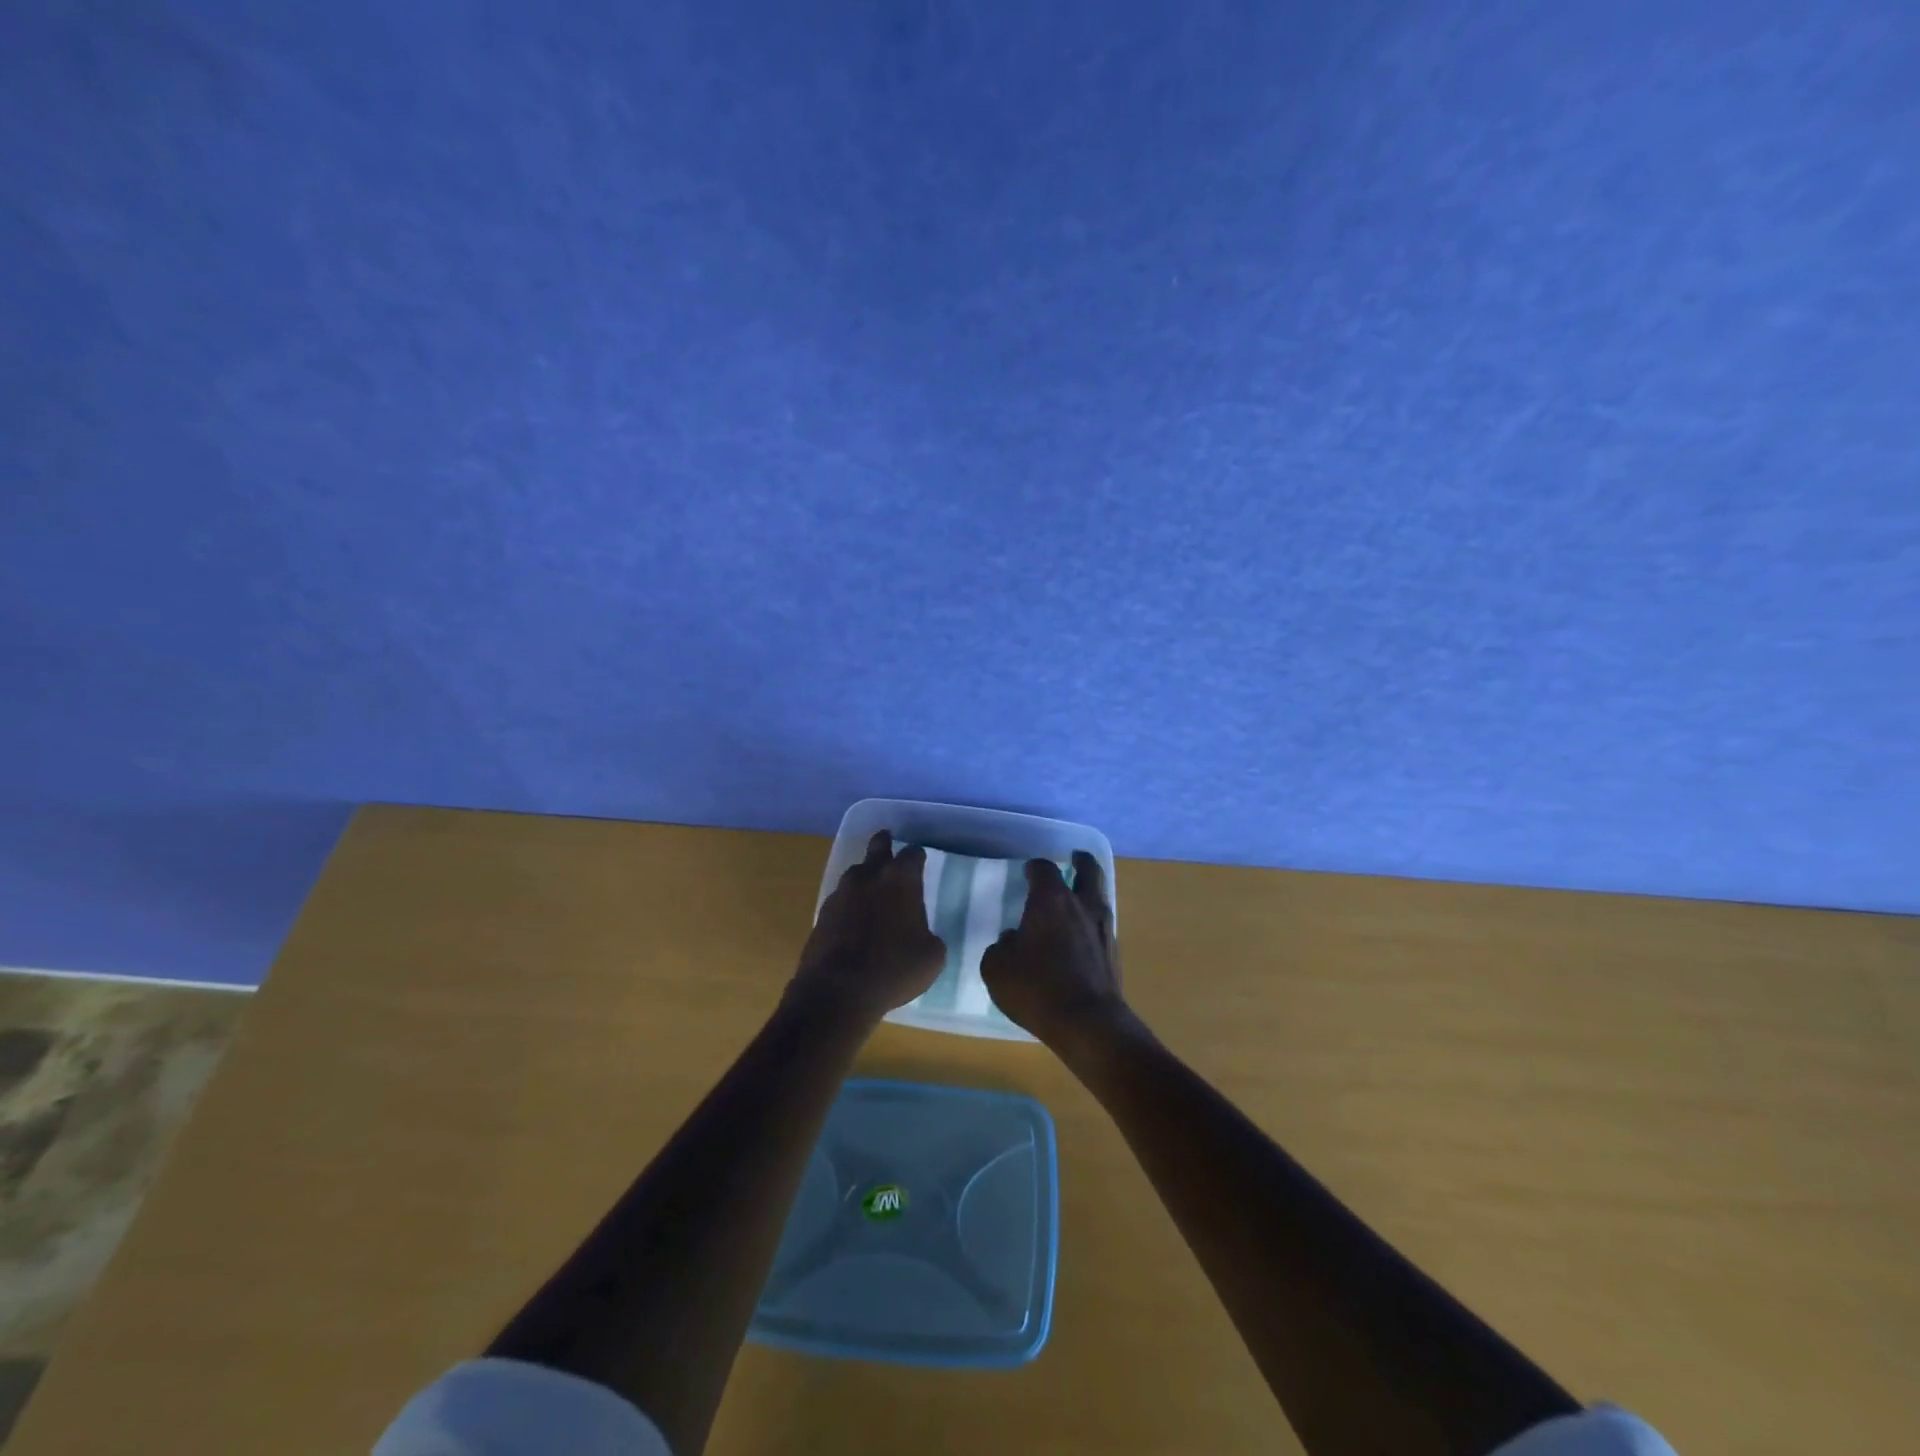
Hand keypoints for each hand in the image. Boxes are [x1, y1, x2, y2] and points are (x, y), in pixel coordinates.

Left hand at [792, 831, 945, 1024]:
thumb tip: (922, 934)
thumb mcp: (932, 956)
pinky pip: (841, 899)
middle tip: (889, 845)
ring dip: (866, 877)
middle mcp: (869, 876)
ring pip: (856, 873)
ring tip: (873, 892)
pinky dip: (850, 905)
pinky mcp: (822, 913)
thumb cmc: (893, 969)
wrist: (837, 991)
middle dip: (885, 843)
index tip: (920, 863)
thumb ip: (930, 935)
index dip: (918, 857)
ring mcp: (841, 893)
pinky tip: (854, 922)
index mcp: (900, 880)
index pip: (913, 854)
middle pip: (878, 846)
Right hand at [981, 850, 1125, 1048]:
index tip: (1028, 872)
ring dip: (1090, 892)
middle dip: (1081, 861)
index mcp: (1051, 900)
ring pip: (1100, 897)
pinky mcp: (1114, 954)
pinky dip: (1092, 924)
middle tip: (1075, 858)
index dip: (1035, 867)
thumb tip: (1012, 939)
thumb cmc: (1036, 988)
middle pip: (1088, 870)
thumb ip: (1000, 947)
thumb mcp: (997, 968)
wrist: (1088, 1023)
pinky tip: (1081, 937)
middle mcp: (1081, 906)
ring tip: (1078, 898)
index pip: (1044, 868)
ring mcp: (1103, 929)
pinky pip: (1102, 927)